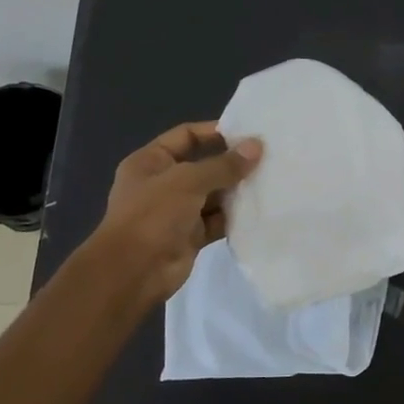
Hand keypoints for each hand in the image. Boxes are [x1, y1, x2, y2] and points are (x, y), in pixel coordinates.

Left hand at [87, 122, 262, 307]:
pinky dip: (234, 217)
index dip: (215, 132)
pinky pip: (217, 221)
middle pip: (203, 166)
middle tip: (267, 158)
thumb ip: (224, 165)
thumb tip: (256, 146)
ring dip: (236, 191)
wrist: (133, 272)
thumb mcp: (188, 181)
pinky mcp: (190, 236)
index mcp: (151, 162)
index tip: (248, 133)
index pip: (186, 136)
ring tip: (270, 182)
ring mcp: (176, 211)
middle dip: (232, 163)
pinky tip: (259, 210)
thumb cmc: (153, 215)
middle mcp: (163, 183)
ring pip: (213, 195)